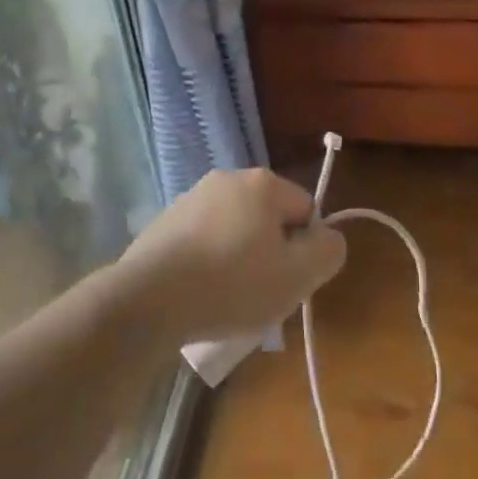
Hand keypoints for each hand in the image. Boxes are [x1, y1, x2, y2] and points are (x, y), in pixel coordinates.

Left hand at [112, 168, 346, 344]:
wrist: (149, 299)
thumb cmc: (232, 284)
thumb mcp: (297, 276)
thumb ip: (327, 252)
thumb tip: (329, 238)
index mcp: (262, 183)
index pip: (306, 209)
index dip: (305, 248)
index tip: (289, 279)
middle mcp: (226, 179)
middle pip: (268, 218)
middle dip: (271, 253)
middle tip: (262, 292)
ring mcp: (191, 198)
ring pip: (234, 230)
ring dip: (239, 259)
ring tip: (228, 299)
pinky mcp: (165, 222)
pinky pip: (203, 241)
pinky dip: (208, 263)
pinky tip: (200, 294)